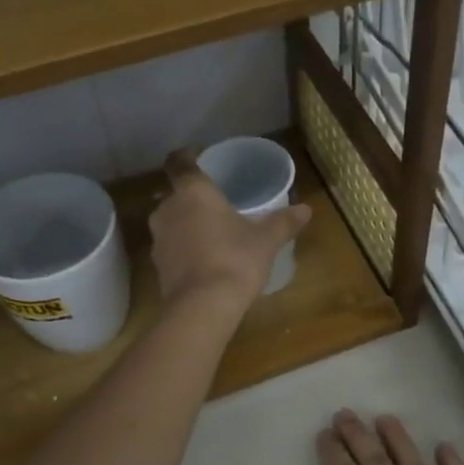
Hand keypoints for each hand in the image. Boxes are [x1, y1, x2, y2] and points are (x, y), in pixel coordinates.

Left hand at [150, 148, 310, 312]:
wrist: (202, 307)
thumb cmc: (235, 260)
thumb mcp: (266, 241)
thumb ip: (283, 222)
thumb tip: (306, 209)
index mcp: (193, 192)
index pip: (180, 162)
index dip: (187, 157)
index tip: (198, 157)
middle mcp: (168, 209)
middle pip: (176, 195)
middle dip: (193, 198)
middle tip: (217, 204)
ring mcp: (158, 239)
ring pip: (172, 222)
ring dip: (187, 225)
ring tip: (212, 234)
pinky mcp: (157, 266)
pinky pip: (172, 248)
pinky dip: (184, 249)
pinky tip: (203, 260)